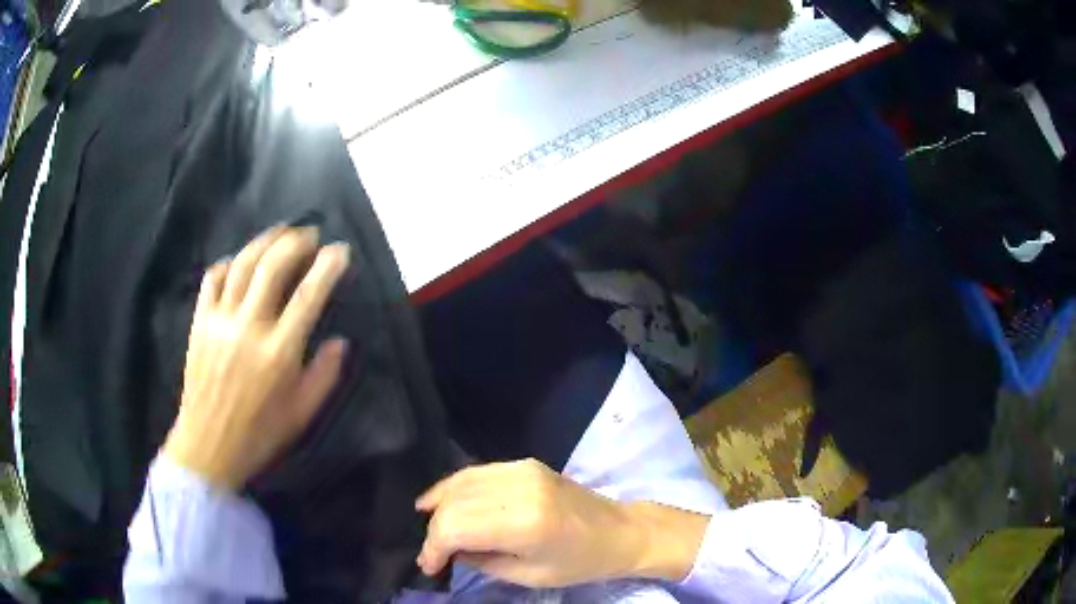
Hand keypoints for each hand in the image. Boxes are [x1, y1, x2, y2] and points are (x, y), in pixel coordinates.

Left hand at [162, 226, 349, 491]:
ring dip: (264, 241)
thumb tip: (340, 341)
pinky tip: (239, 261)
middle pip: (272, 267)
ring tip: (281, 232)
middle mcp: (249, 328)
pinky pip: (212, 279)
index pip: (308, 296)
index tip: (340, 250)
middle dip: (295, 242)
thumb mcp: (302, 414)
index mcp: (279, 353)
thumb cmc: (260, 433)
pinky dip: (228, 263)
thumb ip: (325, 375)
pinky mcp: (200, 321)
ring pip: (242, 264)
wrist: (208, 444)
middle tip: (310, 233)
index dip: (327, 267)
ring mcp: (220, 321)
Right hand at [415, 459, 710, 587]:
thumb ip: (483, 562)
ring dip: (439, 505)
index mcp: (526, 522)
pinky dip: (455, 486)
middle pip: (454, 503)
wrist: (622, 531)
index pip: (457, 527)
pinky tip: (441, 500)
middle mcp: (520, 487)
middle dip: (435, 530)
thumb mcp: (530, 576)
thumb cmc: (581, 563)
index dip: (434, 547)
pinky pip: (477, 472)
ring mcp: (523, 469)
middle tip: (432, 554)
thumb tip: (450, 551)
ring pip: (461, 482)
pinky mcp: (526, 463)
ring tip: (428, 526)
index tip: (428, 566)